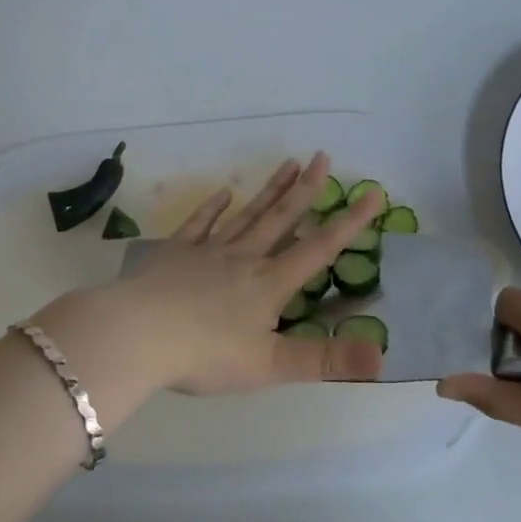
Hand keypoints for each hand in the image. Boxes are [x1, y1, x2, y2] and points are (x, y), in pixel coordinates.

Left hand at [43, 154, 384, 397]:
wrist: (137, 334)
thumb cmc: (205, 354)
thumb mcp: (270, 365)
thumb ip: (325, 360)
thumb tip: (382, 357)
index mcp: (269, 283)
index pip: (319, 248)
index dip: (350, 222)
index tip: (374, 193)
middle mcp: (243, 258)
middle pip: (281, 218)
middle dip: (306, 189)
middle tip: (323, 156)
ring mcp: (207, 251)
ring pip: (246, 215)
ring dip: (269, 190)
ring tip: (288, 162)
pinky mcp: (175, 253)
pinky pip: (199, 224)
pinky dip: (212, 208)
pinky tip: (222, 193)